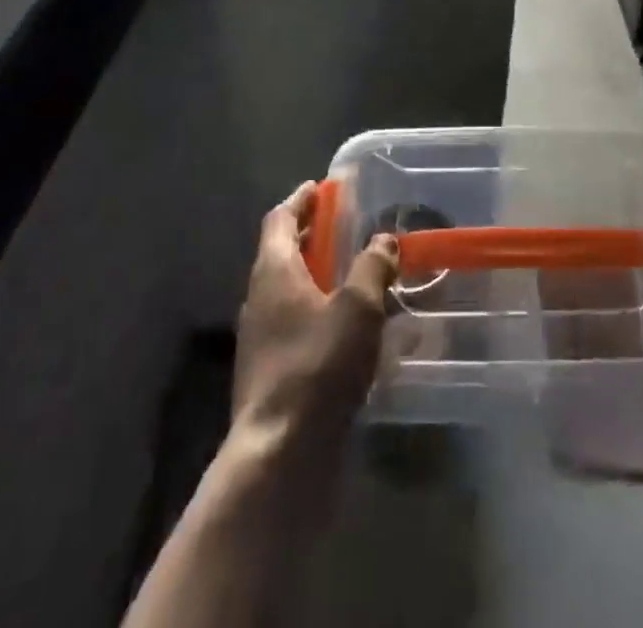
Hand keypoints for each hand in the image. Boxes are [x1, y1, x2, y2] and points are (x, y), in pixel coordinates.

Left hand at [232, 182, 398, 454]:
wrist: (280, 454)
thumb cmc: (318, 365)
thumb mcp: (358, 307)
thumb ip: (372, 267)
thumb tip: (383, 239)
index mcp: (273, 271)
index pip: (279, 219)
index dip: (300, 200)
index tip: (320, 188)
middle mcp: (258, 299)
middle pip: (281, 253)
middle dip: (310, 236)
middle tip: (342, 227)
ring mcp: (259, 339)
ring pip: (286, 291)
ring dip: (314, 276)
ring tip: (351, 276)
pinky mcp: (268, 374)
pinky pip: (292, 325)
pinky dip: (315, 312)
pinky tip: (345, 330)